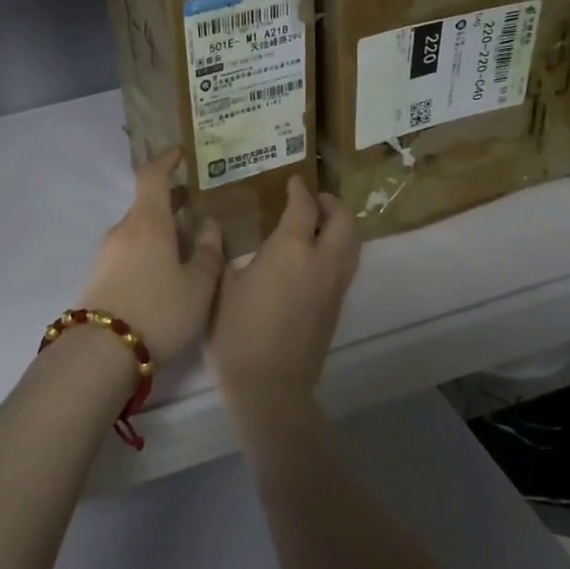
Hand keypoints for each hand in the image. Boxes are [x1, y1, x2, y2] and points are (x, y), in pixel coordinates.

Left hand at [77, 148, 224, 363]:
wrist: (102, 351)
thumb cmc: (160, 310)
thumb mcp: (198, 286)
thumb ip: (207, 253)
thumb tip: (208, 225)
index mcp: (148, 221)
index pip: (152, 175)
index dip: (166, 160)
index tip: (180, 154)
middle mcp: (124, 229)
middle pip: (146, 203)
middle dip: (169, 201)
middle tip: (194, 204)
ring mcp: (107, 252)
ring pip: (137, 229)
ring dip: (159, 228)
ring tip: (184, 242)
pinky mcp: (98, 275)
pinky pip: (128, 249)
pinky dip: (147, 248)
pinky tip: (162, 270)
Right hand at [207, 176, 359, 421]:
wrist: (270, 386)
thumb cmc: (236, 332)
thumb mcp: (220, 287)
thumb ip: (221, 253)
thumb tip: (216, 229)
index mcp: (291, 249)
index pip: (304, 206)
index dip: (299, 190)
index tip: (292, 182)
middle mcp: (321, 261)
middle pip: (344, 220)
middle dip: (332, 203)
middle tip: (313, 200)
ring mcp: (334, 286)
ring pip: (353, 243)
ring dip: (340, 226)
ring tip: (318, 223)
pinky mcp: (336, 307)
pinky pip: (347, 265)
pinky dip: (339, 248)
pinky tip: (315, 256)